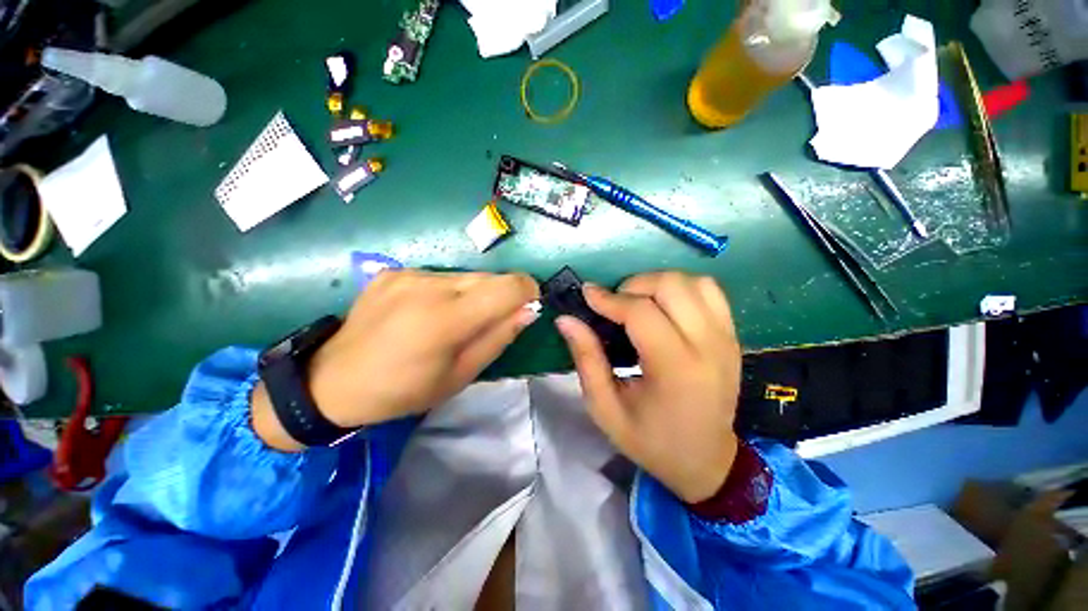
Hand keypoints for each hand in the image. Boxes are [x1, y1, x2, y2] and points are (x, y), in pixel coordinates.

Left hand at [254, 270, 539, 450]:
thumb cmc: (404, 390)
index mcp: (447, 319)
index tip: (528, 306)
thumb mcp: (460, 375)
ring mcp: (408, 274)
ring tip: (453, 320)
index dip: (528, 291)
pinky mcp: (393, 271)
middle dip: (501, 296)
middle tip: (488, 322)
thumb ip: (499, 337)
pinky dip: (447, 292)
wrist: (333, 381)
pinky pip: (439, 276)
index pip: (509, 286)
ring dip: (473, 295)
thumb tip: (528, 311)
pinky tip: (426, 312)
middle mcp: (429, 286)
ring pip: (466, 276)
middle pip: (489, 278)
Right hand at [555, 272, 741, 503]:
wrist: (706, 460)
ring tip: (637, 303)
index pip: (641, 313)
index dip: (609, 298)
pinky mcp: (732, 335)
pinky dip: (682, 288)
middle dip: (633, 286)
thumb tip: (566, 319)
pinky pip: (709, 291)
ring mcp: (726, 338)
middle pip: (671, 287)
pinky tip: (664, 306)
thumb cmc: (650, 440)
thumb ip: (586, 359)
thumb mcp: (605, 408)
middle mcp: (708, 347)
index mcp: (676, 370)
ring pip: (693, 282)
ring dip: (657, 283)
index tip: (587, 294)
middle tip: (614, 304)